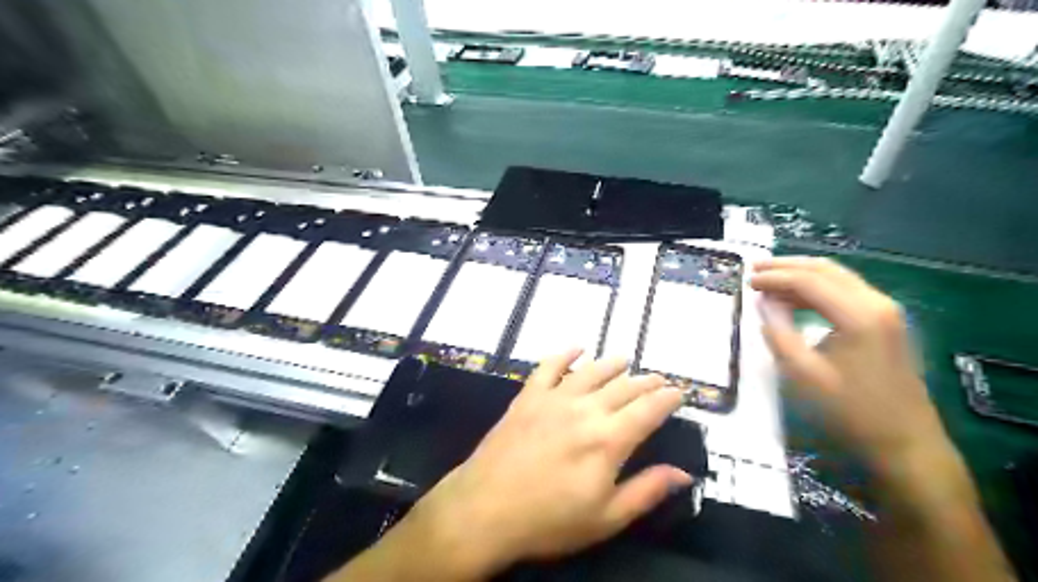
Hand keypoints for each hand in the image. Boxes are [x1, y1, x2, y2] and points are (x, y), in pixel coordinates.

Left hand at [405, 349, 687, 576]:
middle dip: (645, 381)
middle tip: (658, 378)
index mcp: (609, 440)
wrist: (485, 509)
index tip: (679, 392)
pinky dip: (564, 354)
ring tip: (625, 359)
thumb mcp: (606, 518)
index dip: (667, 399)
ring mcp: (554, 398)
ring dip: (612, 364)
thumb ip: (646, 491)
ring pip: (591, 371)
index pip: (648, 410)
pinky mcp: (528, 396)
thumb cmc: (549, 520)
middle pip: (623, 387)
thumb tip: (684, 474)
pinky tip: (576, 347)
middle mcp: (585, 409)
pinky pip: (549, 367)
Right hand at [752, 256, 947, 465]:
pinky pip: (845, 292)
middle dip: (787, 266)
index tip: (747, 281)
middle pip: (825, 269)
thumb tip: (763, 303)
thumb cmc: (850, 410)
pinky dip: (816, 290)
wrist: (905, 441)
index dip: (774, 277)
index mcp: (859, 315)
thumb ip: (778, 332)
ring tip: (768, 283)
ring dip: (801, 276)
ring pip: (837, 277)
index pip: (809, 280)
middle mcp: (876, 302)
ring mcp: (885, 310)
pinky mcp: (885, 321)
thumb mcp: (803, 374)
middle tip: (754, 269)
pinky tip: (794, 300)